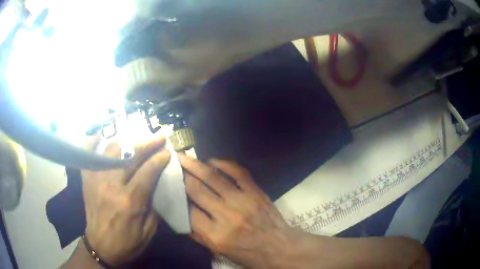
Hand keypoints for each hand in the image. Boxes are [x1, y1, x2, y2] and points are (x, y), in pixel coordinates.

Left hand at [81, 135, 170, 265]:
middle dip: (147, 144)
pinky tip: (99, 136)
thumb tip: (156, 183)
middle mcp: (111, 186)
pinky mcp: (87, 180)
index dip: (159, 159)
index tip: (167, 152)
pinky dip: (92, 144)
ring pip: (111, 151)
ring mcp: (96, 180)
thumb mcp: (149, 231)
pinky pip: (87, 156)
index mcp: (129, 202)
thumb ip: (153, 205)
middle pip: (130, 156)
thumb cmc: (127, 243)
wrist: (101, 247)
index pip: (147, 172)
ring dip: (126, 143)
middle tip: (158, 137)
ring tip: (136, 142)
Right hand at [178, 155, 296, 267]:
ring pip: (213, 177)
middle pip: (197, 190)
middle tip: (172, 164)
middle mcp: (227, 215)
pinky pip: (237, 172)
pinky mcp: (256, 191)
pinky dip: (223, 163)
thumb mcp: (219, 251)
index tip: (168, 185)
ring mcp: (243, 200)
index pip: (187, 211)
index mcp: (216, 235)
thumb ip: (198, 235)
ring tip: (184, 157)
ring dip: (196, 165)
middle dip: (181, 175)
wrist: (279, 247)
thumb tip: (180, 216)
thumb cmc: (248, 253)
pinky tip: (211, 160)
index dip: (175, 196)